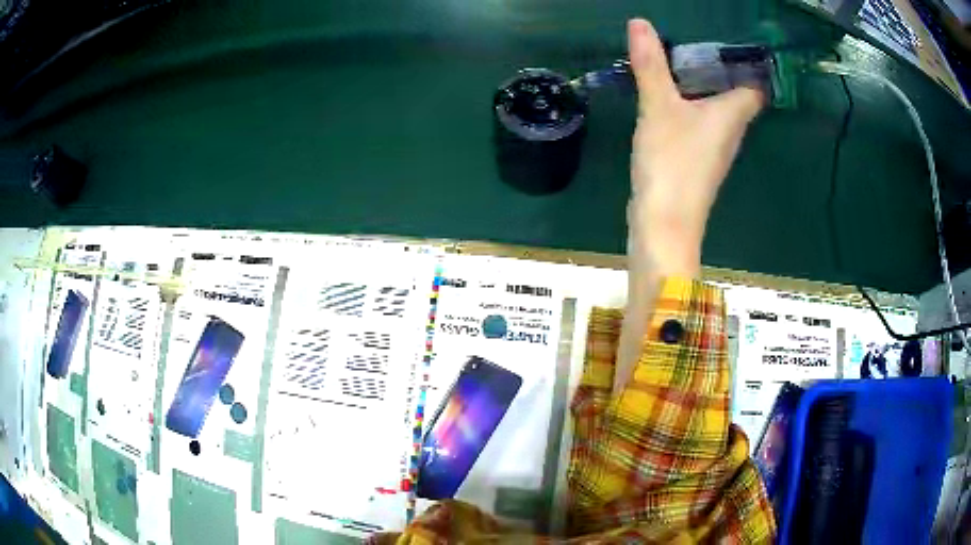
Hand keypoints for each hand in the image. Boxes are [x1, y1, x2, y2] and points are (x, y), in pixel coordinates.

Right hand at [626, 18, 763, 275]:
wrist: (664, 224)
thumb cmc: (672, 163)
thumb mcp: (659, 107)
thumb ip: (651, 65)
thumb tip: (639, 22)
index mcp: (733, 113)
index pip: (756, 85)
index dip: (750, 63)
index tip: (733, 40)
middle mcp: (731, 130)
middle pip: (736, 93)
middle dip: (720, 67)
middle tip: (695, 40)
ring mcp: (715, 147)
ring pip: (717, 108)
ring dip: (702, 86)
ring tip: (679, 59)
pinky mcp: (698, 160)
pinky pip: (700, 122)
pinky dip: (689, 105)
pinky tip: (669, 96)